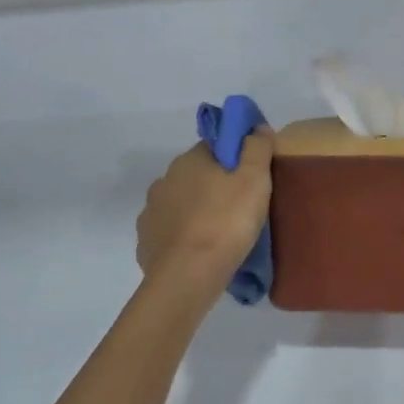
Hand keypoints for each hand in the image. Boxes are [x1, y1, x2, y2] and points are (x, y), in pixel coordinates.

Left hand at [136, 129, 274, 290]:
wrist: (188, 275)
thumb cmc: (226, 222)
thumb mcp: (254, 180)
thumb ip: (257, 149)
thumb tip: (257, 127)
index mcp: (189, 161)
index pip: (213, 148)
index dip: (234, 159)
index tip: (250, 177)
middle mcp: (164, 180)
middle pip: (195, 176)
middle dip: (214, 186)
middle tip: (240, 208)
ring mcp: (151, 212)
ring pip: (180, 204)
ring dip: (196, 212)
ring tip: (220, 234)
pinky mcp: (147, 242)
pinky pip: (170, 233)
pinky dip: (183, 238)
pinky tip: (199, 252)